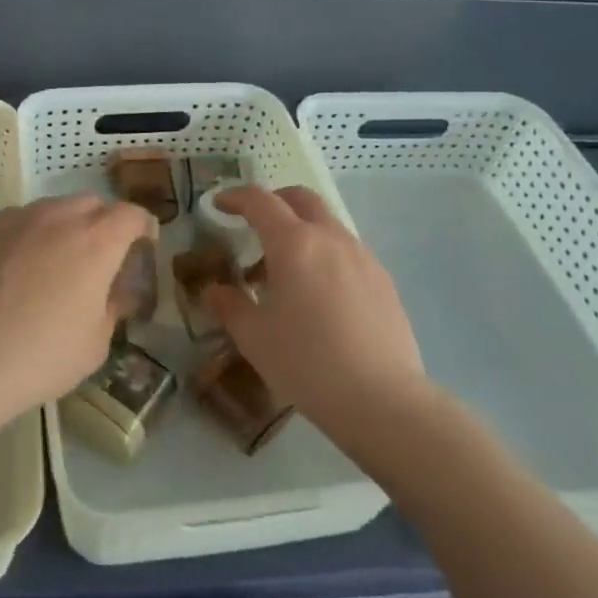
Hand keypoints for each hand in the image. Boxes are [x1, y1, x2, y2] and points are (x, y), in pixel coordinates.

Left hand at [0, 194, 156, 421]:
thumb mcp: (95, 343)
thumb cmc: (42, 356)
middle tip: (101, 258)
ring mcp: (20, 219)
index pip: (131, 215)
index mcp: (96, 242)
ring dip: (67, 225)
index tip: (144, 246)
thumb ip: (113, 308)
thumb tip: (118, 293)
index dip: (143, 227)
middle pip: (93, 203)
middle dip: (105, 223)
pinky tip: (22, 266)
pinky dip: (33, 233)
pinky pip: (23, 219)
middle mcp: (60, 218)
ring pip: (56, 207)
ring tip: (58, 262)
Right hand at [205, 186, 430, 438]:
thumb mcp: (254, 337)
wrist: (383, 401)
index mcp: (294, 243)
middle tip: (254, 224)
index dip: (235, 197)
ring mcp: (362, 257)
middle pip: (301, 198)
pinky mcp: (383, 280)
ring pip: (327, 223)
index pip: (260, 201)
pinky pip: (347, 250)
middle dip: (274, 202)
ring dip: (301, 231)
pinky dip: (325, 254)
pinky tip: (319, 294)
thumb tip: (214, 290)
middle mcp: (330, 238)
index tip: (219, 205)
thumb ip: (230, 305)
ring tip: (285, 270)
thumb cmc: (307, 363)